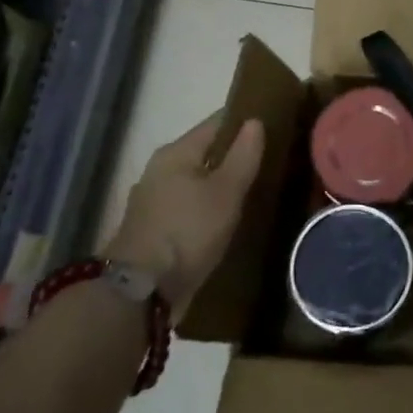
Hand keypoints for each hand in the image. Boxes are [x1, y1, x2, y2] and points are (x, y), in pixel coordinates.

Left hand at [109, 113, 264, 318]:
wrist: (141, 291)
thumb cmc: (187, 231)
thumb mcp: (225, 192)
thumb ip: (243, 155)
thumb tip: (254, 121)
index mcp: (175, 153)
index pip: (215, 124)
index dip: (242, 122)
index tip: (270, 124)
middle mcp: (159, 170)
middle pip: (203, 153)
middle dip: (231, 155)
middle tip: (267, 160)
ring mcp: (152, 202)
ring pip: (194, 182)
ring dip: (218, 184)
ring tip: (250, 190)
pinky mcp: (152, 230)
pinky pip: (187, 207)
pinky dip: (205, 208)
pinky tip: (224, 219)